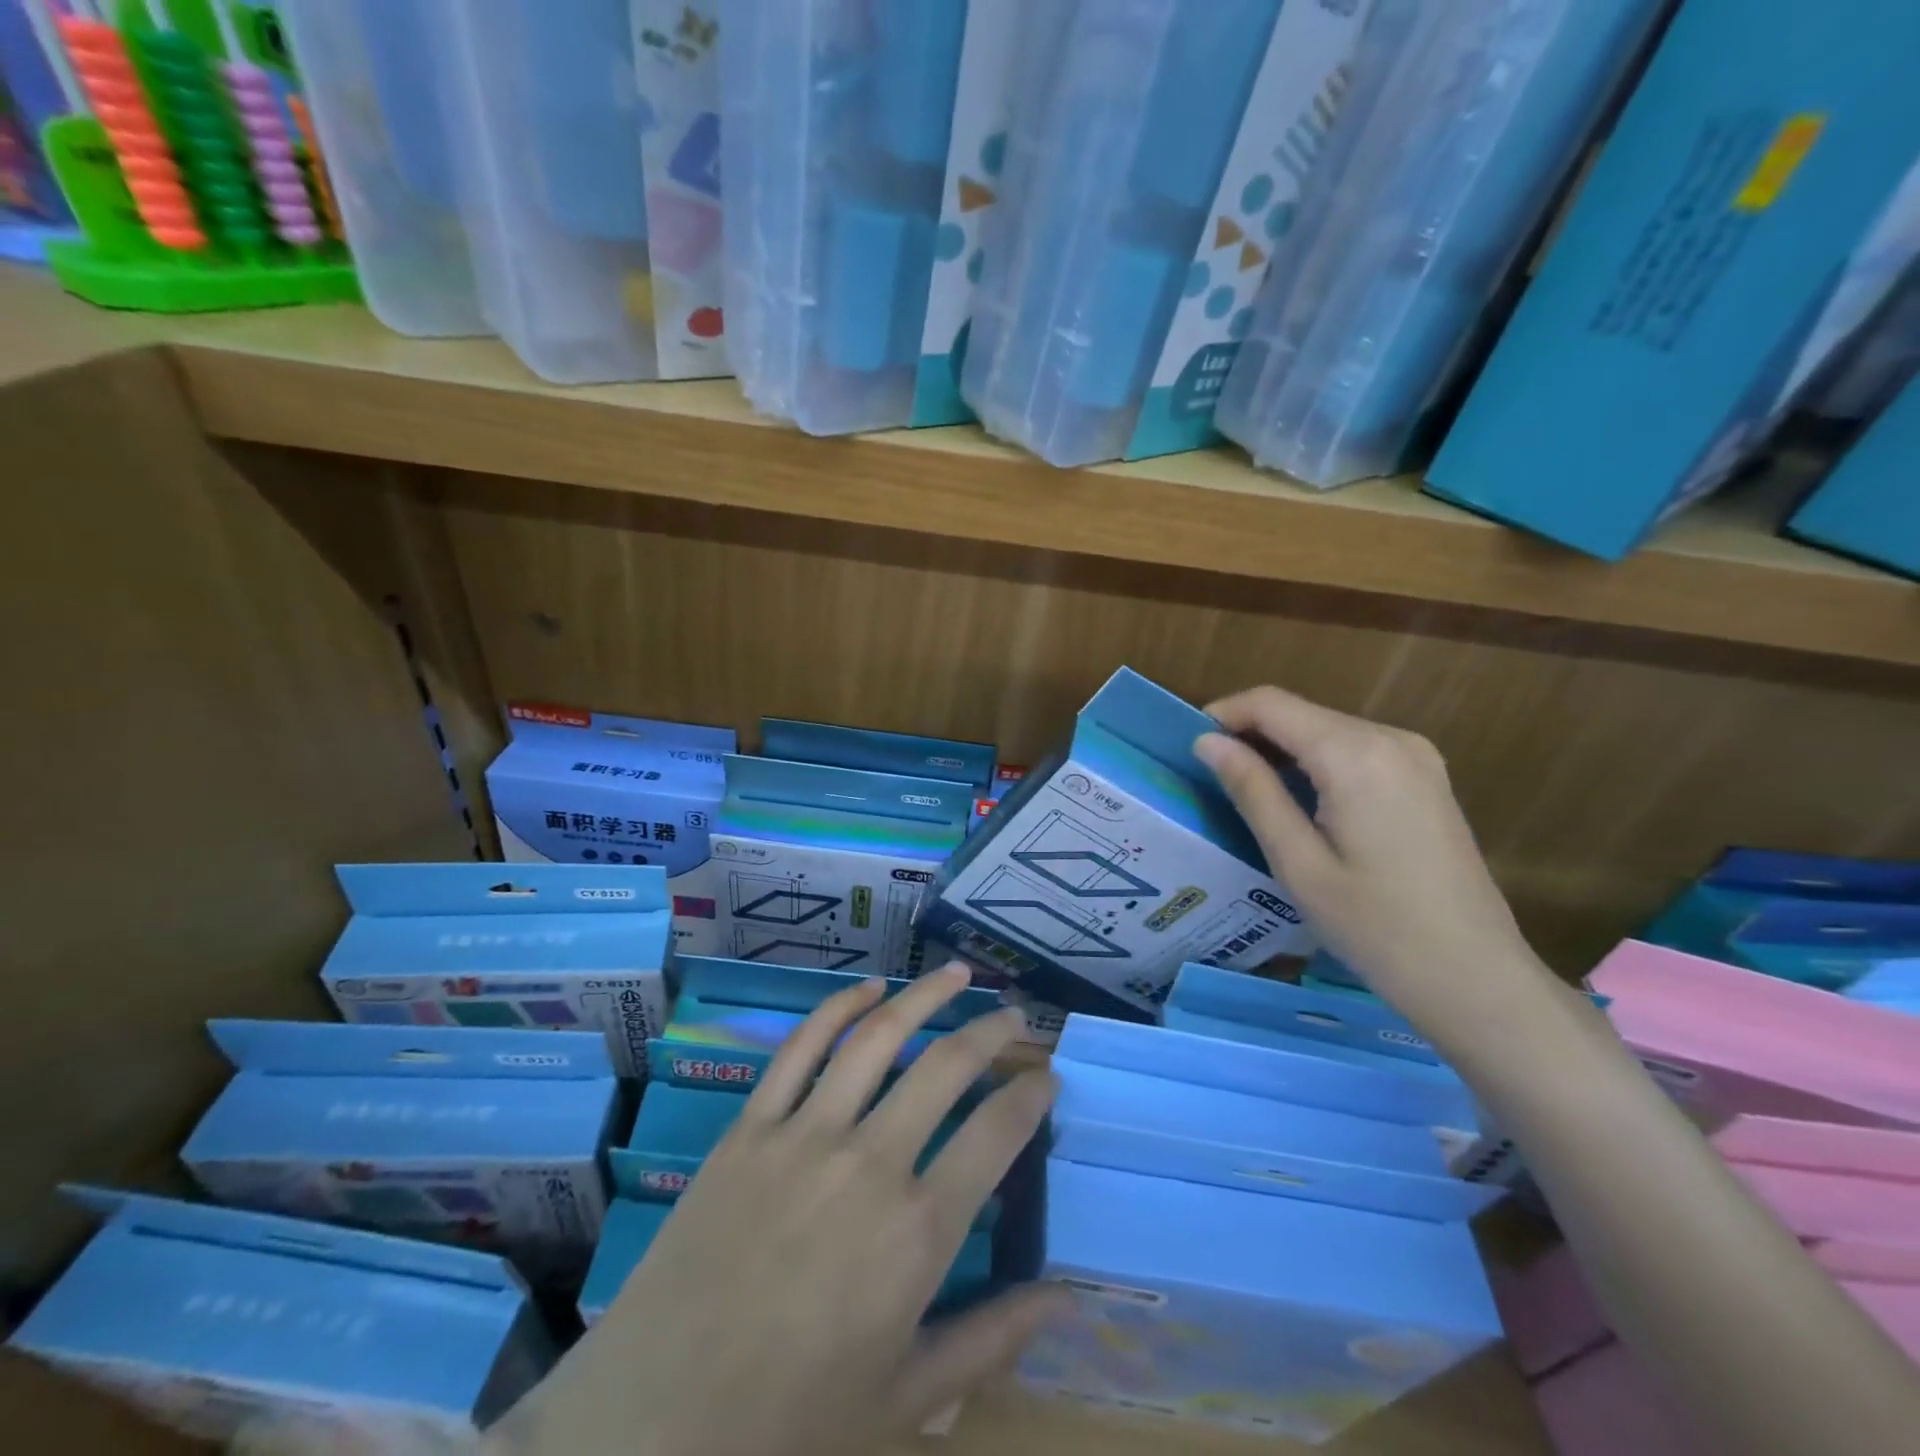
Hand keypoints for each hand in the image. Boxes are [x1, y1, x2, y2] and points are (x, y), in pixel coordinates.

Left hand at [492, 965, 1062, 1455]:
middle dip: (990, 1032)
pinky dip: (839, 1008)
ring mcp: (805, 1135)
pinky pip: (801, 1048)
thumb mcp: (905, 1400)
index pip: (996, 1135)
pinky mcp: (751, 1126)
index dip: (1030, 1094)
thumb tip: (1068, 1297)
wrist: (652, 1426)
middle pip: (946, 1068)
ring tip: (958, 973)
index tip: (1045, 1074)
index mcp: (917, 1234)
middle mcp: (870, 1163)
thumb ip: (992, 1341)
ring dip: (926, 995)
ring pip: (879, 1037)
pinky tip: (869, 988)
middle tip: (1012, 1016)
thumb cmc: (789, 1427)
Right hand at [1194, 686, 1549, 1034]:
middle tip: (1212, 776)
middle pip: (1300, 712)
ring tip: (1248, 790)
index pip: (1271, 704)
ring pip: (1326, 728)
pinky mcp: (1426, 777)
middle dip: (1250, 733)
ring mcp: (1416, 755)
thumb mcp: (1297, 862)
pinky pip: (1355, 749)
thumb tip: (1207, 743)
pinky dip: (1316, 761)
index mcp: (1355, 755)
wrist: (1476, 978)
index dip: (1223, 715)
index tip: (1190, 747)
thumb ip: (1252, 791)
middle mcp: (1390, 738)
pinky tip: (1301, 800)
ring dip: (1282, 747)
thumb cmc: (1375, 927)